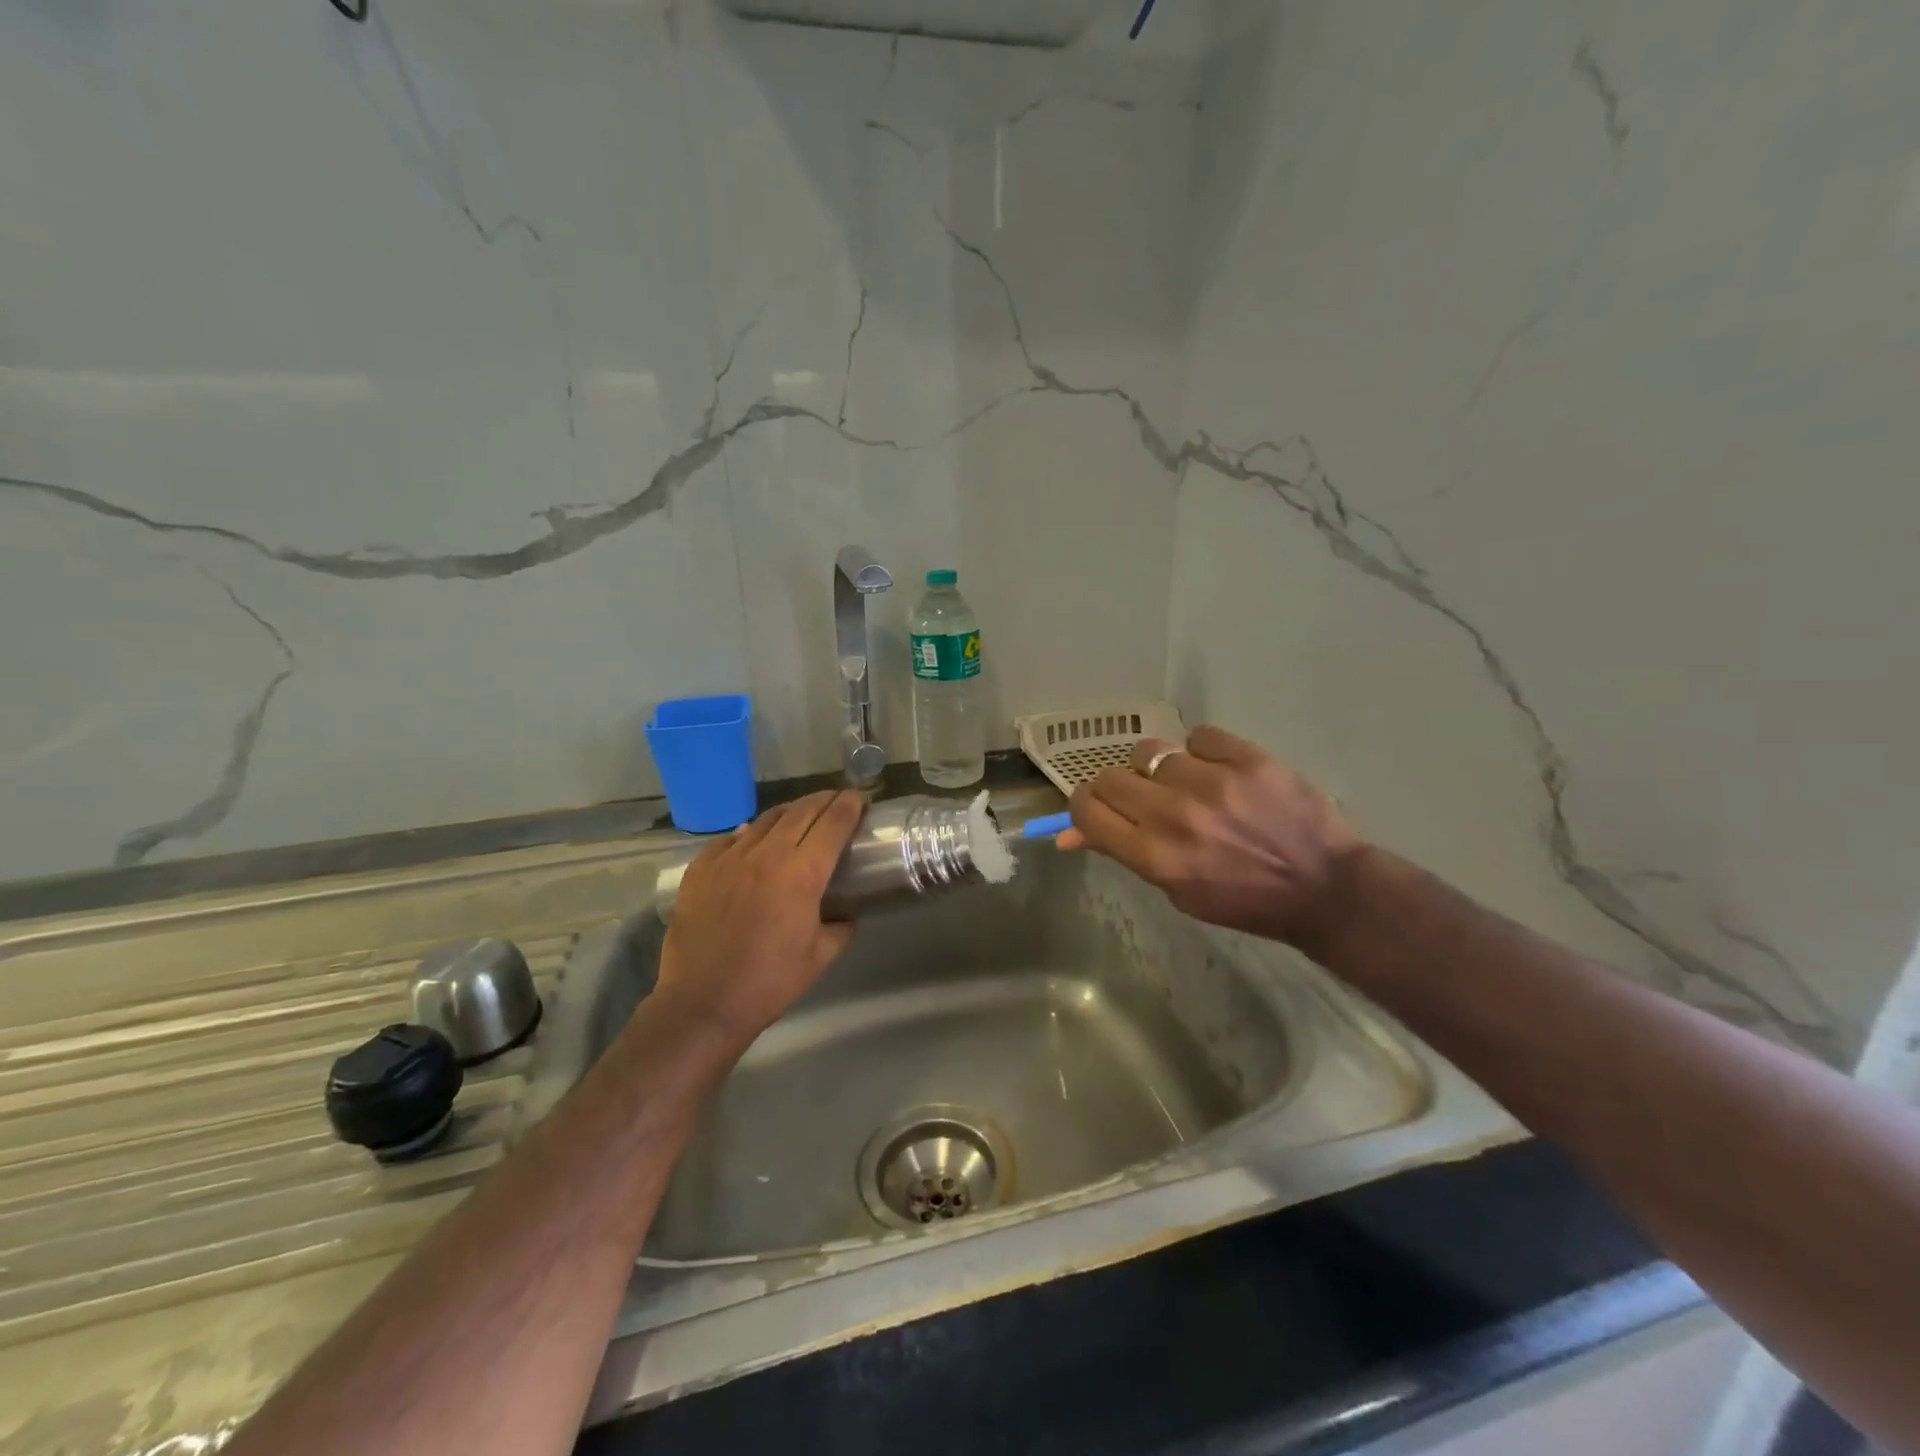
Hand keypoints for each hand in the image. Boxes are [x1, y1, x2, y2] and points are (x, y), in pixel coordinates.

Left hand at [656, 790, 865, 1041]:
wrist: (702, 1004)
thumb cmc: (769, 983)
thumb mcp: (820, 957)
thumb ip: (842, 927)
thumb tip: (847, 913)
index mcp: (802, 874)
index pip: (833, 823)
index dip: (850, 805)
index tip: (860, 799)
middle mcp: (766, 855)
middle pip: (802, 811)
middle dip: (824, 801)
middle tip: (837, 802)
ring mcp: (729, 858)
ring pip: (765, 819)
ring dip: (790, 813)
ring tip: (800, 817)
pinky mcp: (700, 869)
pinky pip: (730, 839)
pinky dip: (750, 834)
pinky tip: (753, 842)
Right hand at [1058, 726, 1361, 945]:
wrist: (1324, 888)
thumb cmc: (1243, 900)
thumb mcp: (1176, 890)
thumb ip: (1123, 854)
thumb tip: (1068, 834)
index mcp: (1155, 857)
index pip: (1087, 811)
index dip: (1085, 806)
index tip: (1099, 808)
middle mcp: (1175, 816)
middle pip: (1111, 777)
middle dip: (1120, 789)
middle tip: (1146, 801)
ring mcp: (1212, 783)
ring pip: (1151, 751)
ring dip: (1162, 769)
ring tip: (1190, 786)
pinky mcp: (1247, 758)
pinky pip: (1199, 737)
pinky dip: (1204, 752)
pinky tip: (1221, 772)